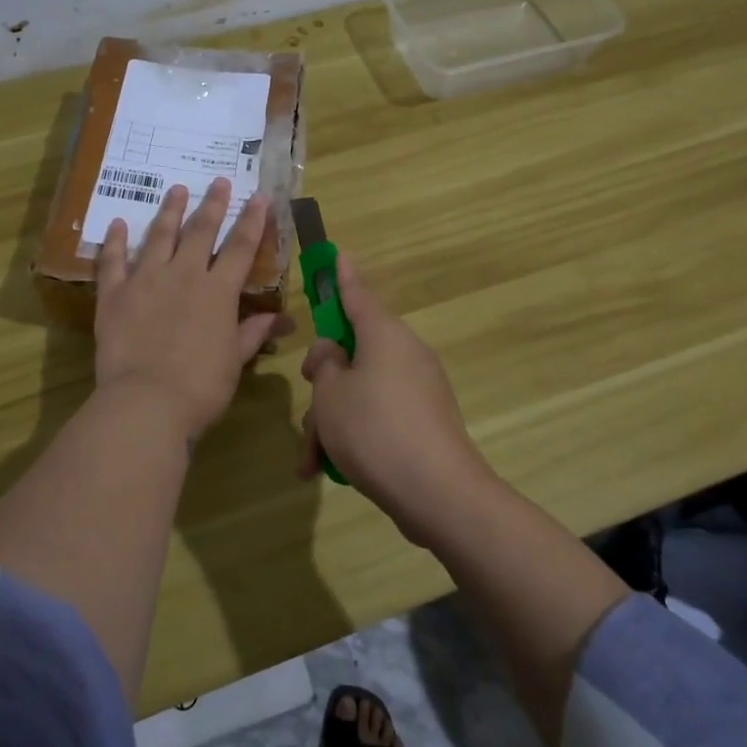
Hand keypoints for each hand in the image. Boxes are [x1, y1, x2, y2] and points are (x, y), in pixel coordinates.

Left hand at [94, 178, 286, 442]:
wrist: (147, 401)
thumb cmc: (201, 386)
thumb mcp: (235, 360)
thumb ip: (254, 333)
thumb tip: (284, 321)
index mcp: (217, 291)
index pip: (240, 248)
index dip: (252, 221)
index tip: (259, 197)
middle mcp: (183, 275)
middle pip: (200, 232)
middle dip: (212, 204)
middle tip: (218, 181)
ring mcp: (146, 281)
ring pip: (159, 236)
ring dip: (169, 211)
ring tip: (176, 189)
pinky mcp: (114, 295)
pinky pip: (113, 261)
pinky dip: (115, 241)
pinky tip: (118, 223)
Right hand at [297, 252, 499, 546]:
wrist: (438, 493)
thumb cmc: (374, 430)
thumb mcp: (330, 394)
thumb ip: (324, 365)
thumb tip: (334, 354)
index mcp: (384, 335)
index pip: (357, 295)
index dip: (341, 276)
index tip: (338, 254)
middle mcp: (405, 354)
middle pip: (353, 353)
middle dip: (323, 384)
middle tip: (308, 410)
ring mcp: (418, 390)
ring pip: (360, 391)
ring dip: (332, 420)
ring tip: (312, 460)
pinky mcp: (423, 422)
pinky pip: (378, 416)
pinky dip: (354, 436)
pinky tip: (329, 470)